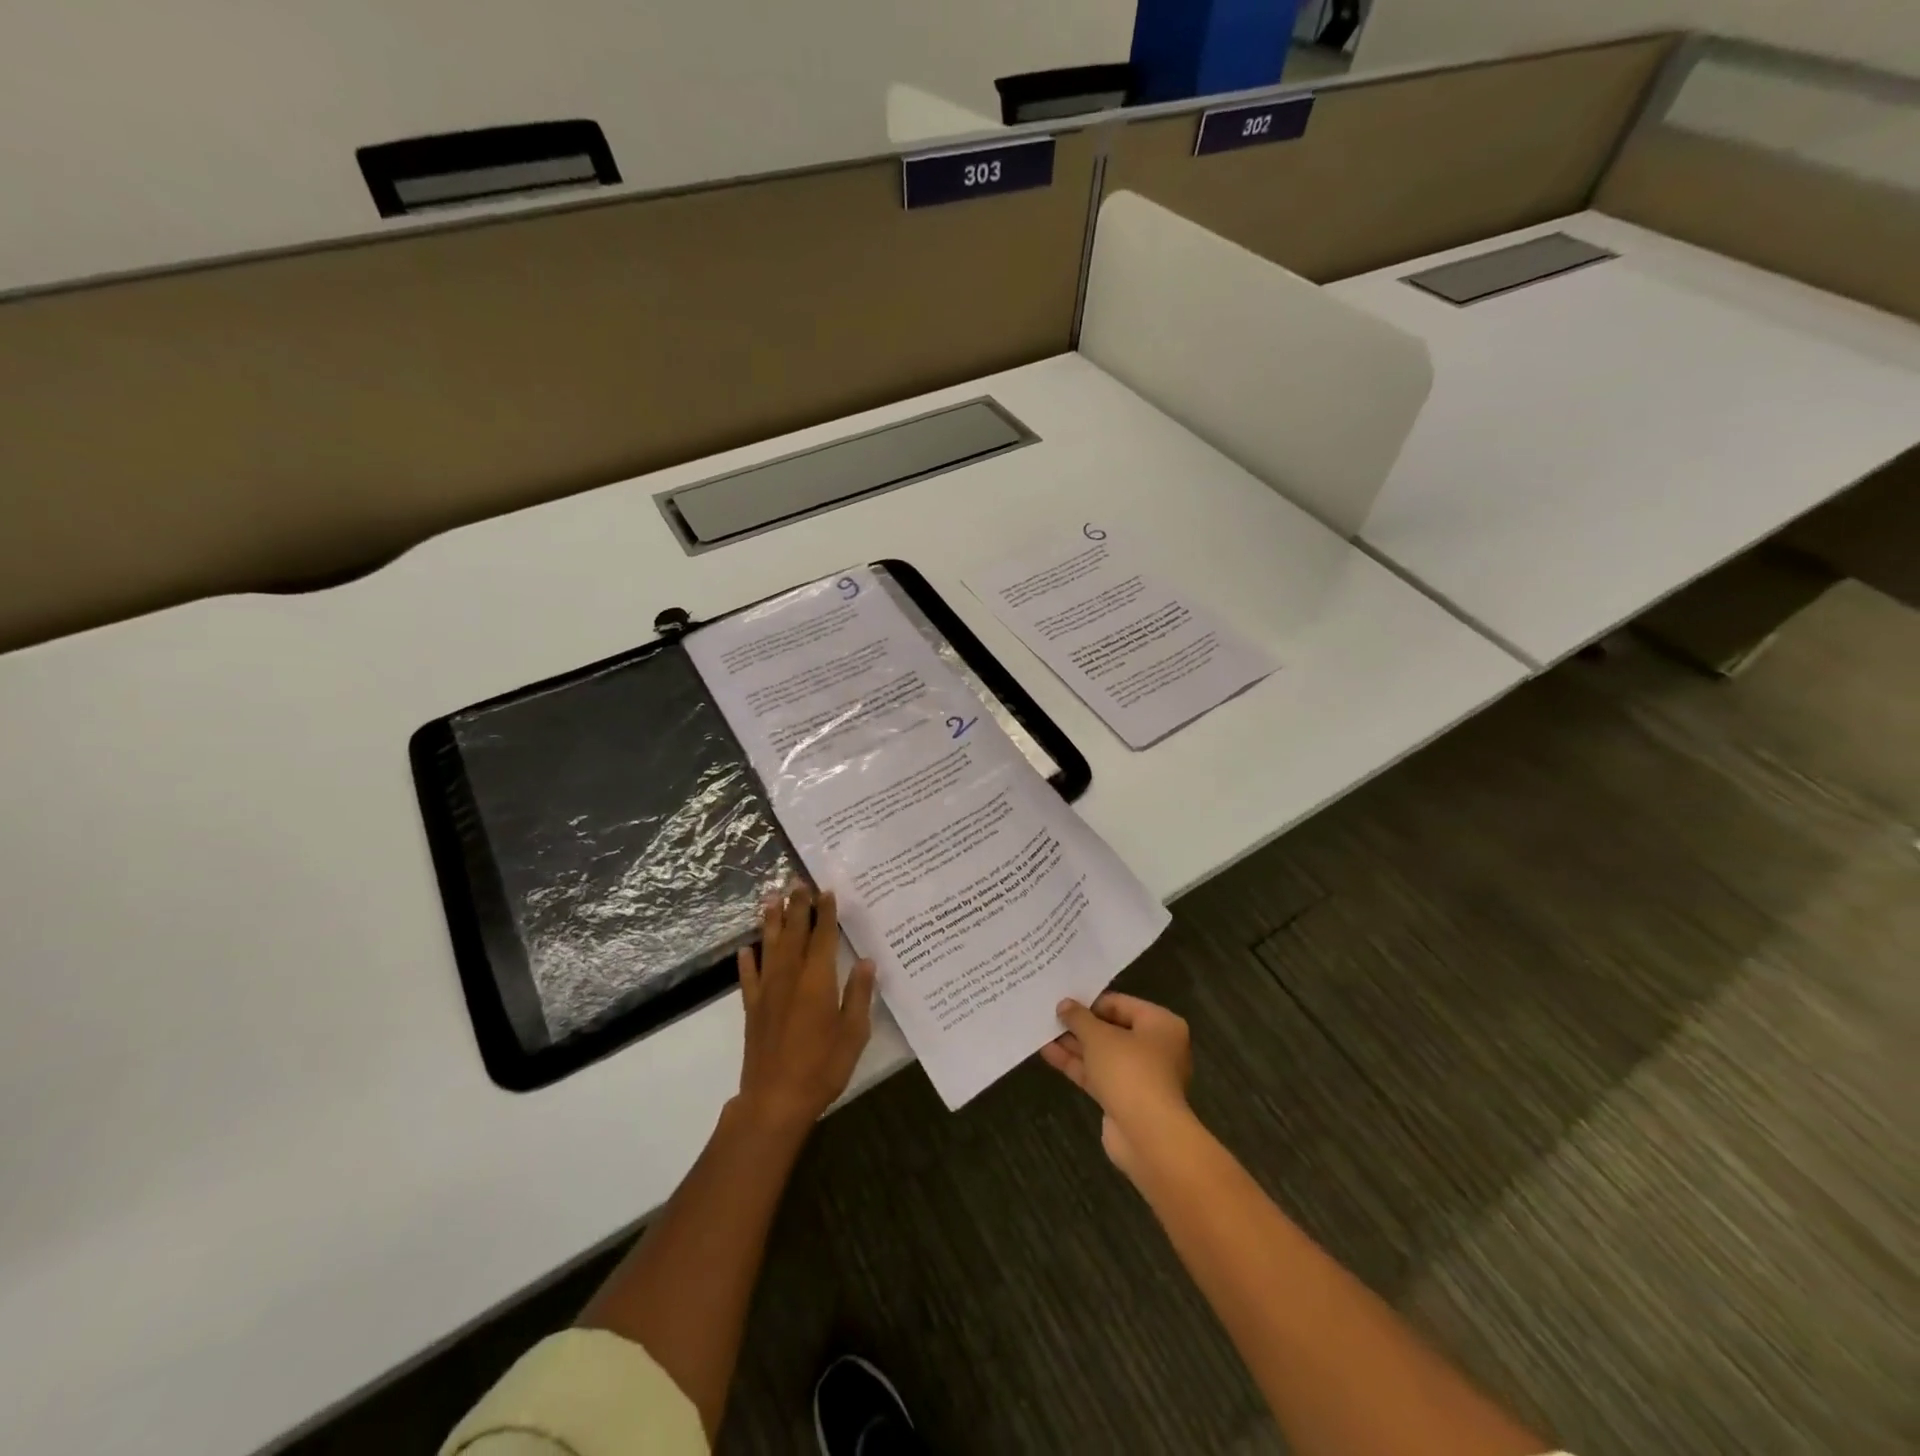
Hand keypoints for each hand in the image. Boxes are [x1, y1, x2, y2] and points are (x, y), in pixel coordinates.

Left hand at [735, 883, 875, 1133]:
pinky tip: (745, 948)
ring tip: (771, 898)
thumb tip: (866, 962)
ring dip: (771, 921)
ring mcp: (767, 992)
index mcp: (818, 980)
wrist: (774, 1100)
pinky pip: (748, 977)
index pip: (822, 936)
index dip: (825, 912)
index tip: (826, 890)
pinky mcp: (752, 1009)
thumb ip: (858, 995)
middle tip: (798, 882)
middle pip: (794, 933)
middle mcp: (790, 977)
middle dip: (798, 906)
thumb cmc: (822, 1067)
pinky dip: (746, 960)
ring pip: (769, 947)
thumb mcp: (854, 1033)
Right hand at [1041, 994, 1192, 1177]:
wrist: (1148, 1137)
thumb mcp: (1099, 1036)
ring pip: (1104, 1054)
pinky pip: (1100, 1075)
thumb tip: (1064, 1004)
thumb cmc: (1129, 1071)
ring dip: (1075, 1045)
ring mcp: (1142, 1077)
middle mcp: (1157, 1048)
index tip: (1064, 1002)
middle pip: (1113, 1030)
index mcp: (1161, 1025)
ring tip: (1043, 1031)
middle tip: (1051, 1016)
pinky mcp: (1126, 1100)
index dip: (1091, 1002)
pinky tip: (1049, 1053)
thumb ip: (1079, 1018)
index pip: (1121, 1004)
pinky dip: (1078, 1065)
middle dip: (1081, 1026)